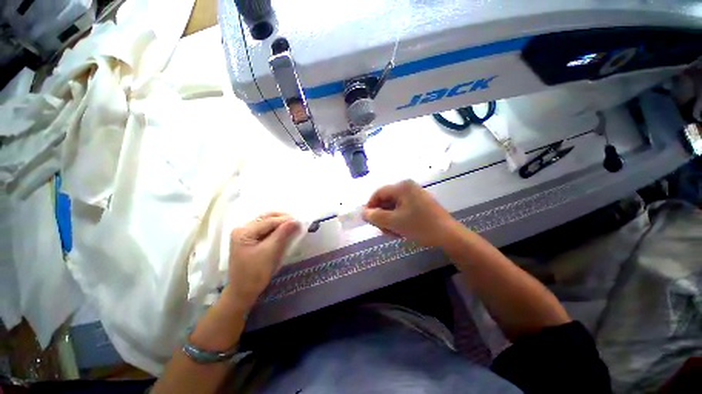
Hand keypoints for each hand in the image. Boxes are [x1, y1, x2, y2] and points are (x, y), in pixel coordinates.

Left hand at [226, 212, 300, 309]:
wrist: (243, 292)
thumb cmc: (254, 274)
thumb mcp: (269, 252)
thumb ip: (282, 234)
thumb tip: (296, 220)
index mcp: (244, 231)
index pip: (268, 221)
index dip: (286, 219)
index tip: (301, 220)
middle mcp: (243, 228)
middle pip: (266, 218)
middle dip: (283, 218)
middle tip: (299, 221)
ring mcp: (246, 233)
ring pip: (267, 222)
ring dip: (281, 222)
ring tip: (295, 224)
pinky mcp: (251, 239)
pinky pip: (266, 229)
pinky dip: (277, 228)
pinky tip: (286, 229)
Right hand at [362, 180, 461, 248]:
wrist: (449, 236)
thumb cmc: (420, 226)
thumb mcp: (394, 222)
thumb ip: (375, 216)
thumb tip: (363, 212)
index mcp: (402, 187)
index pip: (378, 193)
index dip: (370, 206)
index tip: (367, 220)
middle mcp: (408, 188)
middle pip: (386, 201)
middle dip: (382, 217)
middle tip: (384, 231)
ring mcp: (415, 196)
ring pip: (393, 208)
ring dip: (390, 221)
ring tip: (394, 234)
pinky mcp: (420, 205)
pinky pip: (402, 210)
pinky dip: (399, 221)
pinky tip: (402, 231)